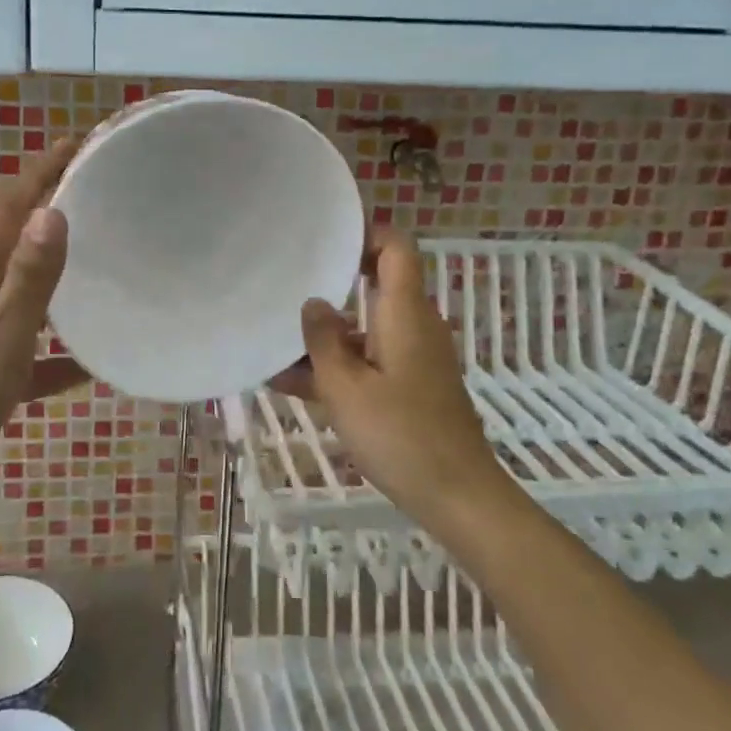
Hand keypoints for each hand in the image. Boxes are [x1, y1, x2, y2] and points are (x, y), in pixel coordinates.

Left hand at [0, 140, 88, 524]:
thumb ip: (27, 281)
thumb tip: (53, 212)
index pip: (9, 210)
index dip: (40, 173)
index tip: (77, 142)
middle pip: (19, 242)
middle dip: (53, 210)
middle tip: (101, 192)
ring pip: (28, 292)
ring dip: (61, 273)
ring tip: (106, 260)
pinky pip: (33, 351)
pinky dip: (61, 352)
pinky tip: (94, 366)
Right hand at [277, 231, 518, 532]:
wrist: (458, 496)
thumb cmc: (400, 435)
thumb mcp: (345, 388)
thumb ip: (323, 341)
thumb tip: (314, 303)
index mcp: (404, 313)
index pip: (396, 247)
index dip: (364, 233)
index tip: (322, 240)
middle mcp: (413, 325)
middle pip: (374, 285)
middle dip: (329, 285)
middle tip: (284, 285)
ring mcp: (413, 357)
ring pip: (364, 329)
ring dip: (324, 336)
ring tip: (272, 343)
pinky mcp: (409, 386)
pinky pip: (368, 360)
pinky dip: (337, 366)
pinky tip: (290, 383)